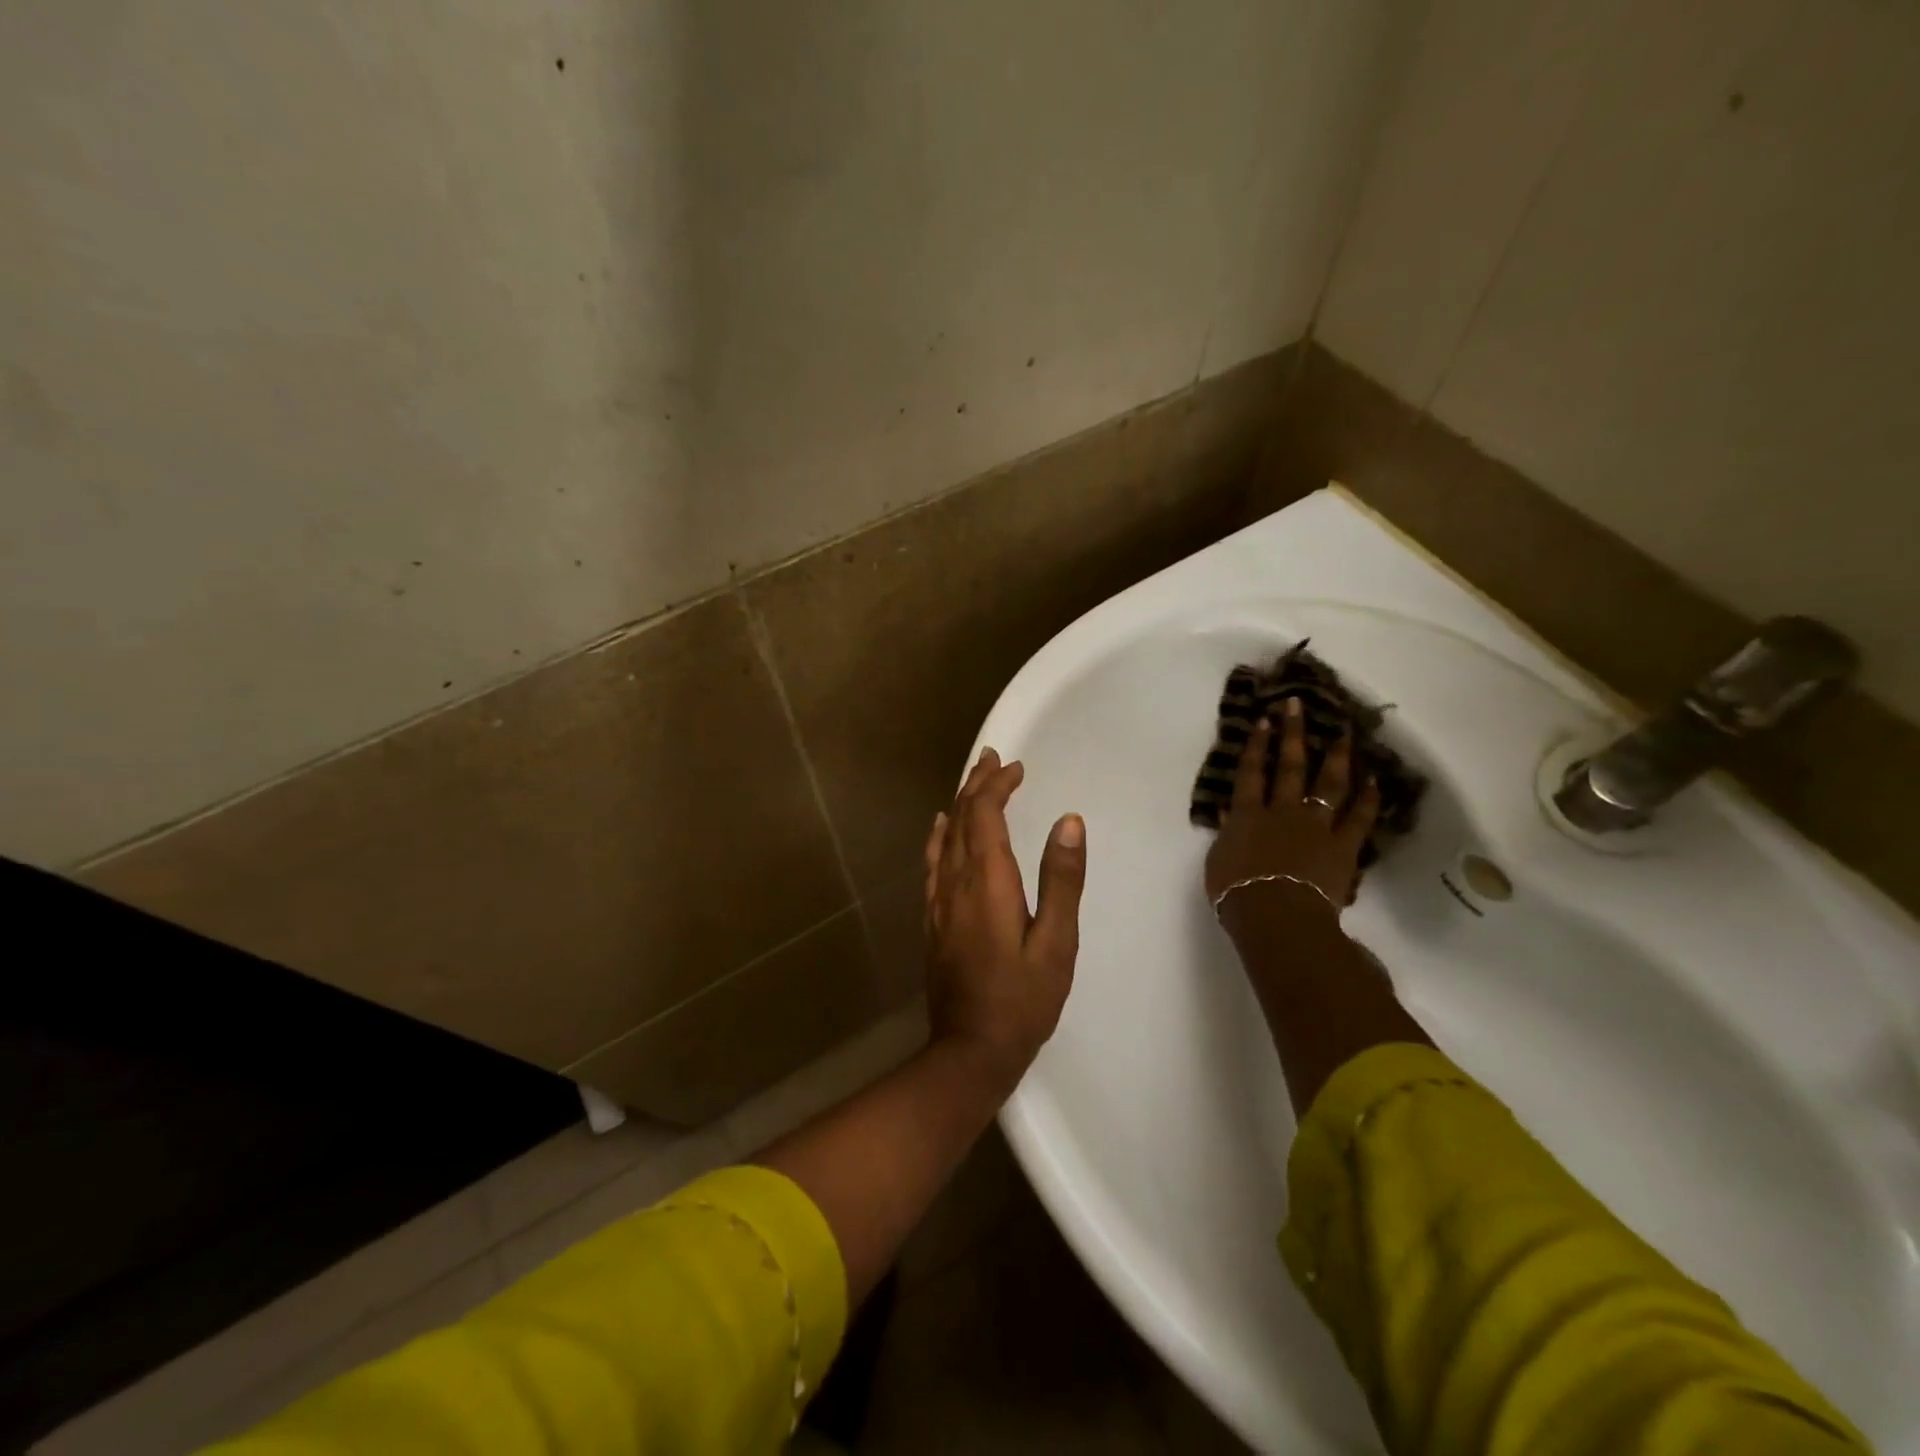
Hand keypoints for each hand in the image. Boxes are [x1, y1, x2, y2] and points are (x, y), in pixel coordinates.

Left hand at [923, 748, 1085, 1087]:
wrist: (970, 1050)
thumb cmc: (1023, 1000)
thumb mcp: (1057, 943)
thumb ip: (1062, 880)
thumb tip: (1070, 821)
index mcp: (987, 882)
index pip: (985, 814)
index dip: (997, 785)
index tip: (1017, 768)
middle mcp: (956, 882)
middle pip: (961, 818)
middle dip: (977, 784)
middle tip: (994, 758)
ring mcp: (939, 900)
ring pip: (945, 836)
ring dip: (960, 803)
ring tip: (974, 780)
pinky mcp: (933, 918)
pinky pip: (933, 861)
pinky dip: (940, 835)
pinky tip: (941, 827)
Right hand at [1204, 697, 1379, 916]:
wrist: (1275, 914)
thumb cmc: (1236, 892)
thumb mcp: (1218, 861)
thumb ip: (1226, 833)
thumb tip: (1228, 812)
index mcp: (1247, 815)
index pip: (1250, 773)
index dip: (1256, 745)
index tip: (1264, 720)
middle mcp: (1282, 811)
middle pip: (1288, 766)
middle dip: (1292, 734)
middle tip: (1298, 706)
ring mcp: (1315, 825)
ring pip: (1328, 784)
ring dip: (1337, 756)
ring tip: (1344, 734)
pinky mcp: (1343, 845)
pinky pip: (1359, 817)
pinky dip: (1368, 798)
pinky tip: (1375, 780)